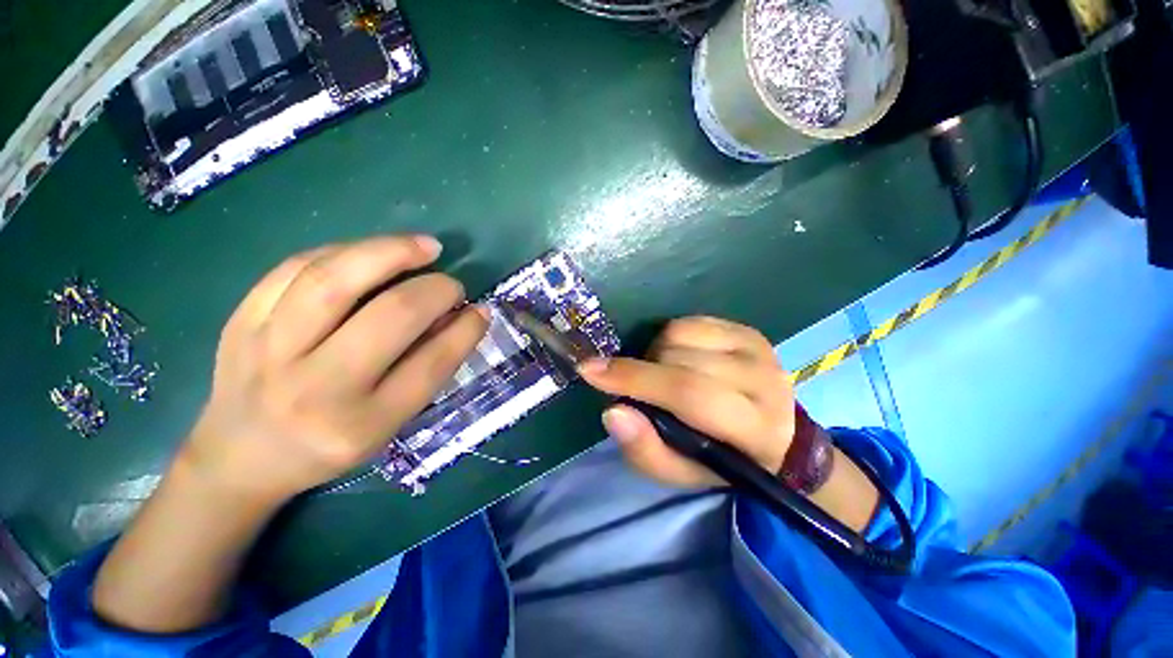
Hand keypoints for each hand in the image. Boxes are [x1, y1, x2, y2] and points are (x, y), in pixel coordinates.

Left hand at [182, 235, 488, 502]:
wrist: (240, 457)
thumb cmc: (327, 445)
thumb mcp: (388, 425)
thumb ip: (426, 370)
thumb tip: (460, 317)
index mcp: (361, 423)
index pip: (430, 364)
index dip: (465, 330)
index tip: (481, 310)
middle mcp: (316, 388)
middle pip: (389, 316)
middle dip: (435, 290)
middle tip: (453, 284)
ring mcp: (269, 350)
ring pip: (335, 279)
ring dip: (390, 252)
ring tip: (425, 246)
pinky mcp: (242, 321)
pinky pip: (295, 268)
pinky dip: (344, 251)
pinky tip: (372, 252)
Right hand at [579, 316, 794, 486]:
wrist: (775, 435)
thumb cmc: (721, 460)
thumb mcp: (680, 472)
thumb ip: (645, 450)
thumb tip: (613, 410)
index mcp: (754, 428)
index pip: (687, 393)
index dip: (636, 379)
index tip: (590, 371)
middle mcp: (763, 381)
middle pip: (678, 360)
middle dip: (642, 370)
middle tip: (637, 387)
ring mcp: (757, 349)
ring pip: (679, 336)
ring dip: (655, 355)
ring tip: (661, 375)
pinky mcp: (748, 330)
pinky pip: (689, 322)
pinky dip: (670, 338)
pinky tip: (678, 358)